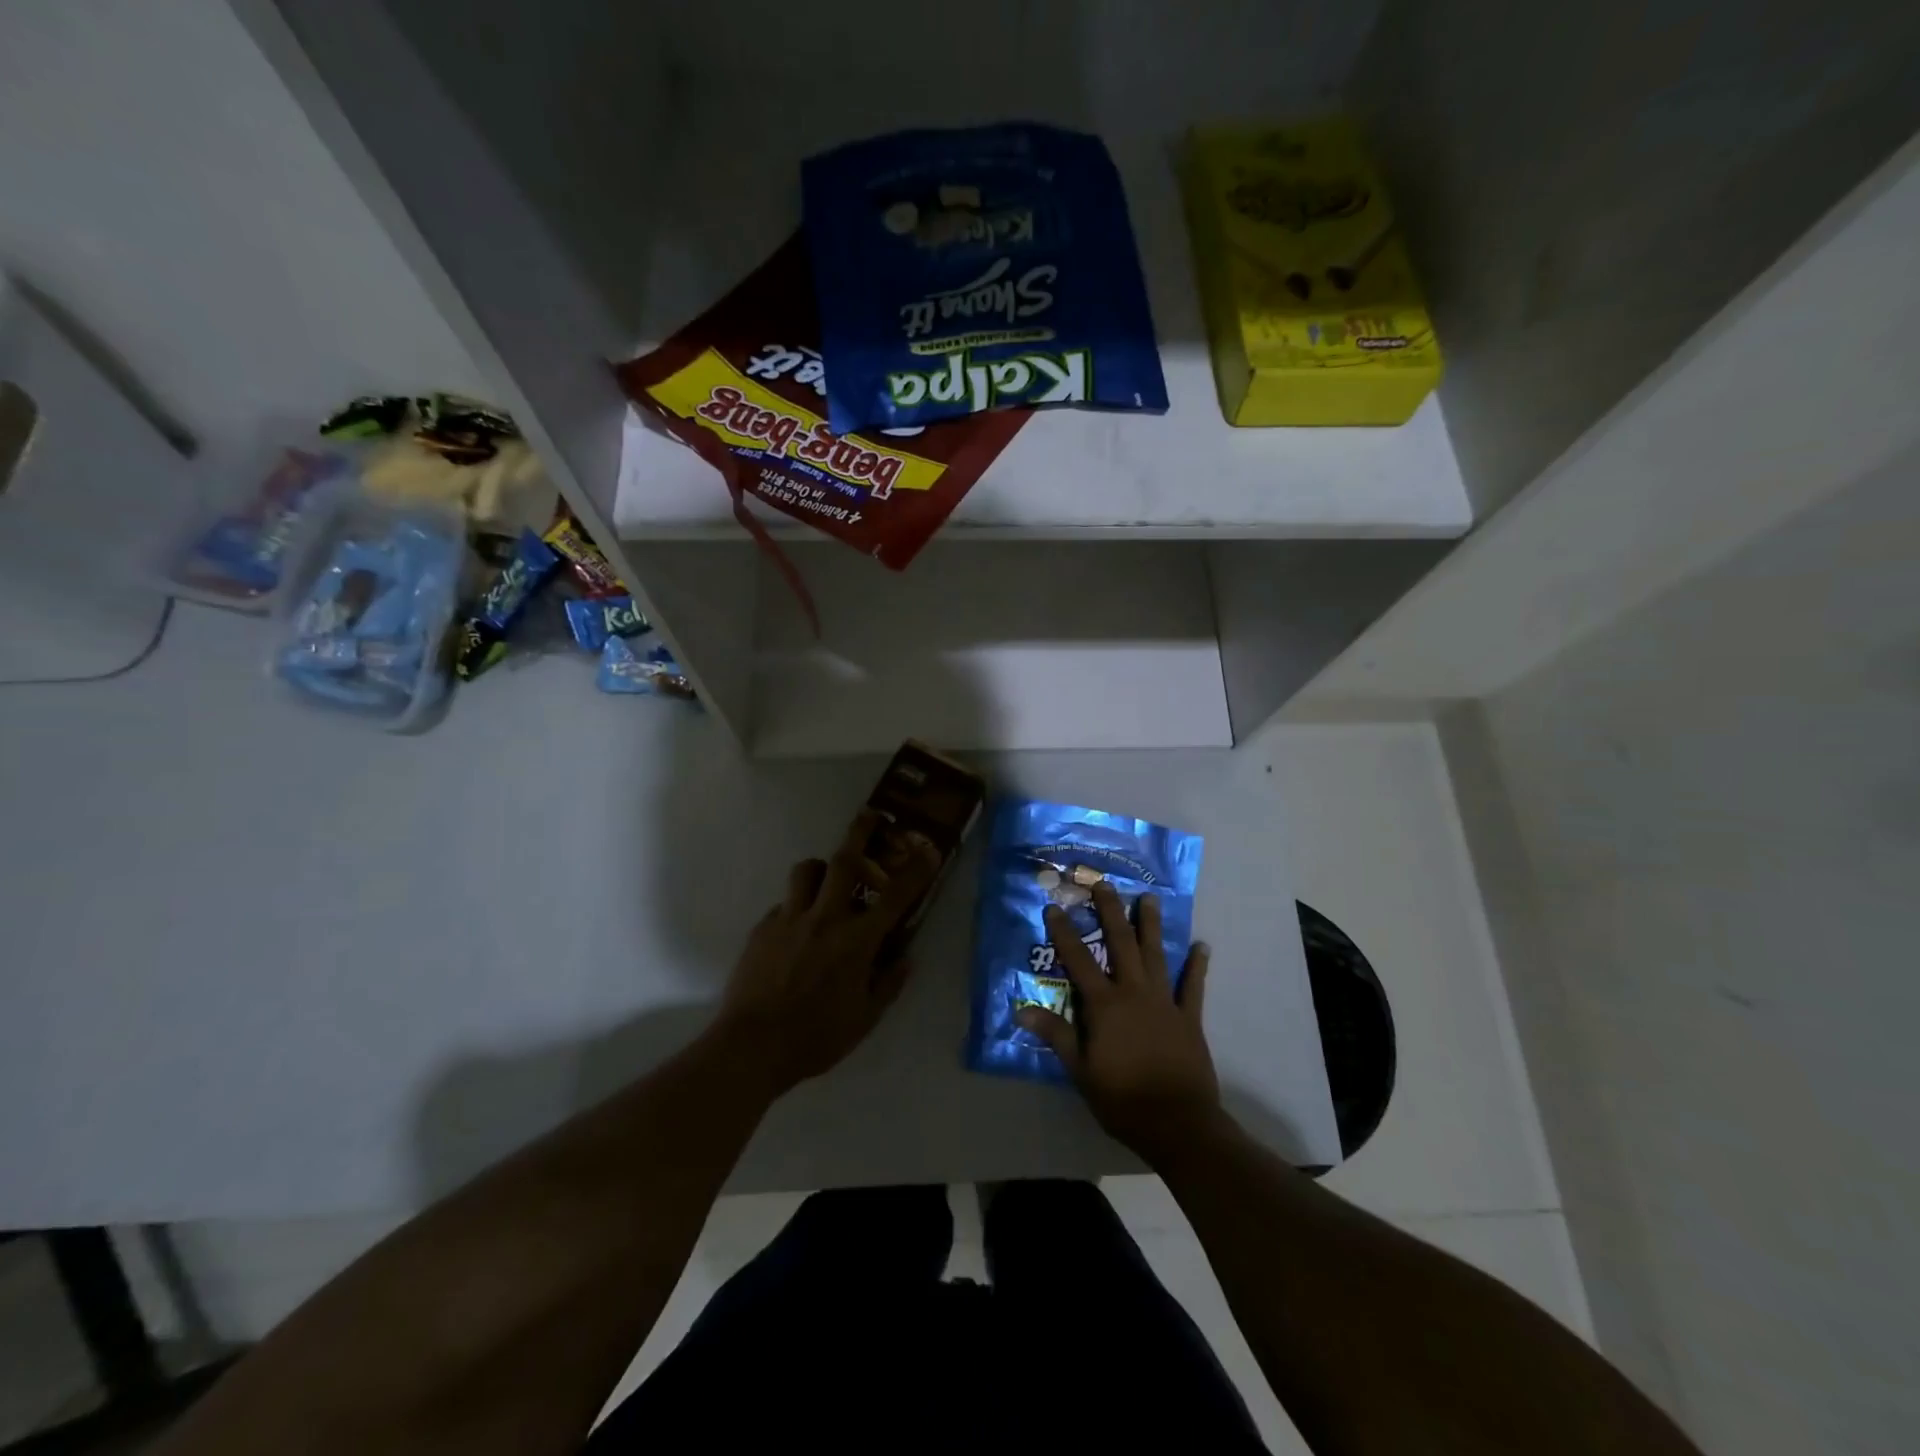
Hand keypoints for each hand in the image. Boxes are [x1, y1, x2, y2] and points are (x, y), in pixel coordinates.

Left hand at [715, 810, 941, 1097]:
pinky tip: (797, 930)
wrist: (752, 1046)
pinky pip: (785, 903)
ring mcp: (790, 919)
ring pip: (806, 870)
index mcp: (857, 940)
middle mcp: (825, 918)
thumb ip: (888, 983)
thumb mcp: (865, 1019)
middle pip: (844, 860)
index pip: (895, 896)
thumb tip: (905, 958)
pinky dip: (797, 906)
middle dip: (861, 832)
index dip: (916, 869)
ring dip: (821, 868)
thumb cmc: (816, 1037)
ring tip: (827, 881)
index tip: (928, 847)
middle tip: (870, 816)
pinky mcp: (763, 928)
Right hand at [1017, 881, 1220, 1163]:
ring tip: (1149, 899)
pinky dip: (1197, 966)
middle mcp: (1134, 992)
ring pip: (1156, 955)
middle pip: (1120, 944)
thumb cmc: (1122, 1099)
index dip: (1064, 933)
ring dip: (1151, 926)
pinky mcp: (1189, 1018)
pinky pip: (1193, 986)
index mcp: (1104, 1005)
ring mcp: (1164, 1002)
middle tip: (1105, 884)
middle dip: (1111, 912)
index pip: (1078, 961)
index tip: (1055, 907)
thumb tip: (1022, 1009)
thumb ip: (1056, 1035)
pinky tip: (1202, 946)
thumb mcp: (1080, 1070)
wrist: (1177, 1123)